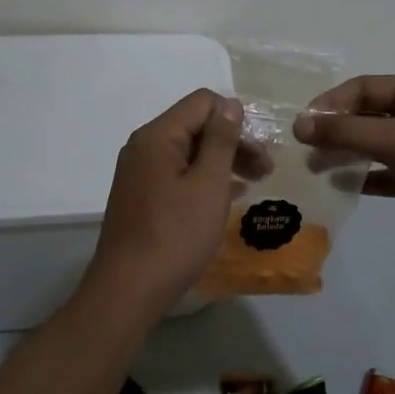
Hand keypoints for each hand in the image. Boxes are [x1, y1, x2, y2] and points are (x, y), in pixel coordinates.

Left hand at [88, 89, 243, 307]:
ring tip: (253, 182)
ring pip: (189, 150)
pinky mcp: (142, 195)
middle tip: (266, 170)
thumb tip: (230, 104)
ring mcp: (140, 172)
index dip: (236, 119)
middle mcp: (144, 146)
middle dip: (233, 141)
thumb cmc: (175, 235)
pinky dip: (204, 178)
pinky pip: (179, 172)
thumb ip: (221, 140)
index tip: (260, 150)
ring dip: (222, 161)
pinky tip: (227, 195)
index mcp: (158, 136)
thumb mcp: (209, 184)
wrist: (129, 291)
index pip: (203, 102)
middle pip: (196, 125)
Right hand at [294, 75, 394, 256]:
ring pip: (374, 142)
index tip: (303, 126)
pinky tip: (342, 184)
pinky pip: (384, 169)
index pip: (363, 88)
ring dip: (346, 152)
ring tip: (316, 167)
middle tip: (305, 149)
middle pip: (367, 114)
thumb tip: (299, 125)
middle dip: (336, 129)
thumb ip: (347, 132)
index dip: (331, 103)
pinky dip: (364, 174)